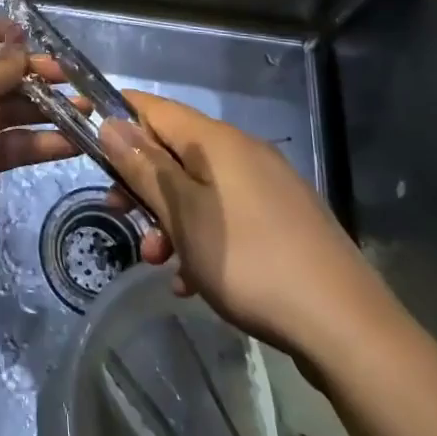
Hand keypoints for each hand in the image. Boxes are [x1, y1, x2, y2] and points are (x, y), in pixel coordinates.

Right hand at [98, 91, 403, 360]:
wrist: (347, 327)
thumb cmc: (250, 261)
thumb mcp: (183, 215)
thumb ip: (144, 167)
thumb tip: (111, 123)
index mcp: (217, 141)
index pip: (155, 108)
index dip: (119, 118)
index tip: (89, 144)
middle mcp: (244, 152)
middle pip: (175, 151)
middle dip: (142, 182)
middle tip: (118, 214)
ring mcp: (268, 187)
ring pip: (199, 188)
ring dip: (169, 217)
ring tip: (158, 260)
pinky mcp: (284, 221)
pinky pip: (227, 216)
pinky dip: (202, 237)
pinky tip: (194, 280)